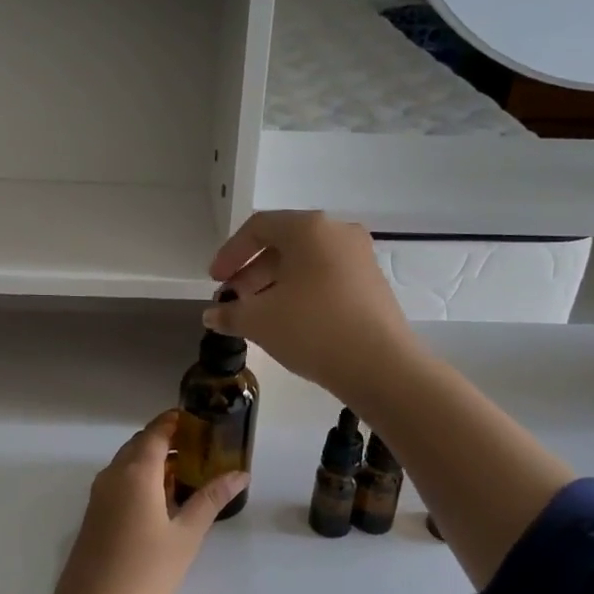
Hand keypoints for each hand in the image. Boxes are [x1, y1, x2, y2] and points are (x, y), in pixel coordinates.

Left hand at [24, 411, 246, 593]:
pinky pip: (118, 486)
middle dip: (166, 442)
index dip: (175, 421)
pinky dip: (140, 483)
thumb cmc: (145, 575)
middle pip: (139, 446)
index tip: (199, 420)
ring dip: (153, 464)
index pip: (155, 432)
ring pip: (127, 467)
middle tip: (199, 449)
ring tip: (186, 476)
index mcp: (134, 473)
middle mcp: (111, 477)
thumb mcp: (185, 537)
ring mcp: (97, 499)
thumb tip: (240, 473)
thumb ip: (211, 500)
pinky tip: (161, 505)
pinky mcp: (92, 521)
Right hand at [207, 211, 419, 405]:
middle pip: (284, 243)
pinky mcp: (373, 283)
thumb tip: (212, 315)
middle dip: (252, 272)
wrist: (381, 366)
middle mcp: (338, 233)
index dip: (230, 253)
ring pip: (306, 262)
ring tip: (257, 314)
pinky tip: (289, 321)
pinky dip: (302, 292)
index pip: (259, 227)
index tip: (216, 281)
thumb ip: (230, 314)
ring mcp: (360, 258)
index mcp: (309, 228)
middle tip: (233, 300)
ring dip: (275, 284)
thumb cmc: (313, 329)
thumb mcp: (260, 321)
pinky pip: (327, 277)